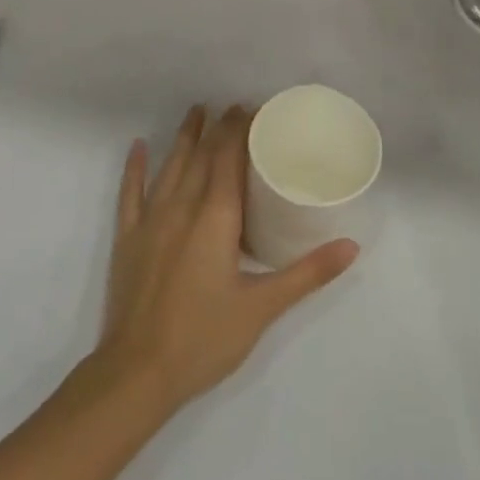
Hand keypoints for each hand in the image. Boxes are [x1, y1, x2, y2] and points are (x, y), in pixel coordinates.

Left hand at [93, 105, 357, 416]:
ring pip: (170, 166)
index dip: (240, 129)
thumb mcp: (263, 307)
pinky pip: (130, 193)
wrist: (136, 373)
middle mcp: (182, 207)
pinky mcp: (128, 239)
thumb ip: (307, 273)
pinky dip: (134, 168)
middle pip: (202, 155)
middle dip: (219, 127)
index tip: (253, 108)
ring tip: (196, 110)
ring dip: (185, 137)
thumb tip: (351, 246)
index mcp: (215, 217)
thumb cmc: (204, 338)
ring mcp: (150, 221)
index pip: (229, 157)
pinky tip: (138, 146)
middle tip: (234, 106)